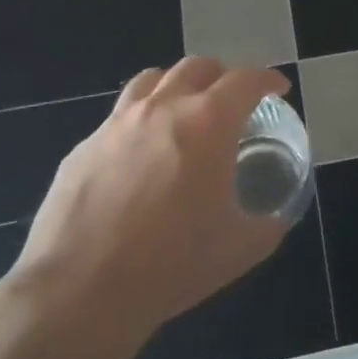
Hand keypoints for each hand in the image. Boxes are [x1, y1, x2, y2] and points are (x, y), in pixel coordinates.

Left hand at [8, 59, 291, 358]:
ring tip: (185, 110)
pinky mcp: (83, 148)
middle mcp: (162, 109)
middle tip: (234, 100)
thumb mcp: (241, 248)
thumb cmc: (172, 263)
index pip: (246, 80)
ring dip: (177, 86)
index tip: (278, 88)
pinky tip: (142, 155)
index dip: (268, 79)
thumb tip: (275, 219)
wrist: (79, 290)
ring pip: (151, 80)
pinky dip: (141, 120)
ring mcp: (116, 124)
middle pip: (197, 67)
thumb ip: (268, 224)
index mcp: (208, 123)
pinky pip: (118, 117)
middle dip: (223, 76)